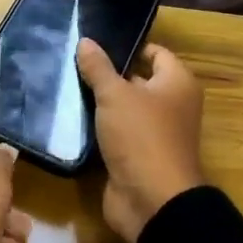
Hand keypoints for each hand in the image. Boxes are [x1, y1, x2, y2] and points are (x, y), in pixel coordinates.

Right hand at [75, 38, 205, 242]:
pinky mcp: (136, 155)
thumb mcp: (115, 95)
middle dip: (108, 73)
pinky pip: (115, 132)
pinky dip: (97, 127)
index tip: (95, 42)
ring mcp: (154, 132)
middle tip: (72, 62)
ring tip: (65, 85)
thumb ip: (99, 68)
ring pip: (123, 108)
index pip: (155, 52)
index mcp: (177, 83)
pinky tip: (69, 116)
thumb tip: (85, 41)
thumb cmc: (141, 136)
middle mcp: (171, 105)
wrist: (151, 201)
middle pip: (137, 79)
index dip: (128, 46)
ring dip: (100, 102)